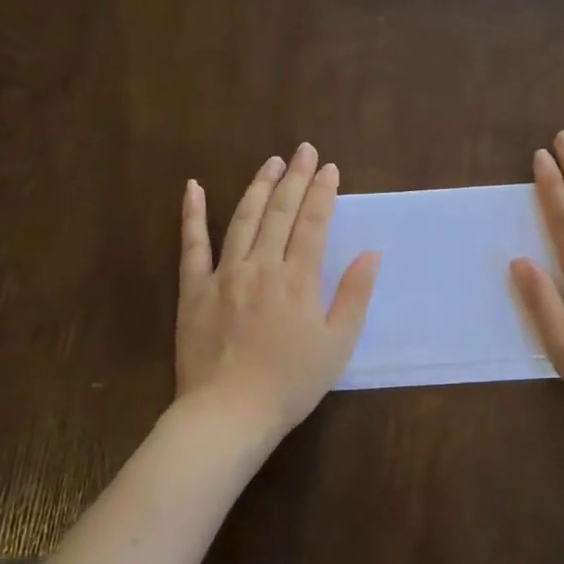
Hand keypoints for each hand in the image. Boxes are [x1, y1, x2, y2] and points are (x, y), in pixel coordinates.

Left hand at [176, 143, 379, 454]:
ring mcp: (224, 274)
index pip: (314, 223)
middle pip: (280, 212)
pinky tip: (193, 187)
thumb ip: (354, 295)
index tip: (331, 168)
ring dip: (258, 186)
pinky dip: (192, 214)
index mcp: (298, 279)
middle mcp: (261, 266)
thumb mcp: (337, 344)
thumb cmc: (291, 383)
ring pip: (242, 219)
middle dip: (296, 178)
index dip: (324, 193)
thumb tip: (371, 253)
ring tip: (271, 162)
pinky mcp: (194, 289)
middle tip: (304, 149)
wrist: (229, 413)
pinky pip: (192, 245)